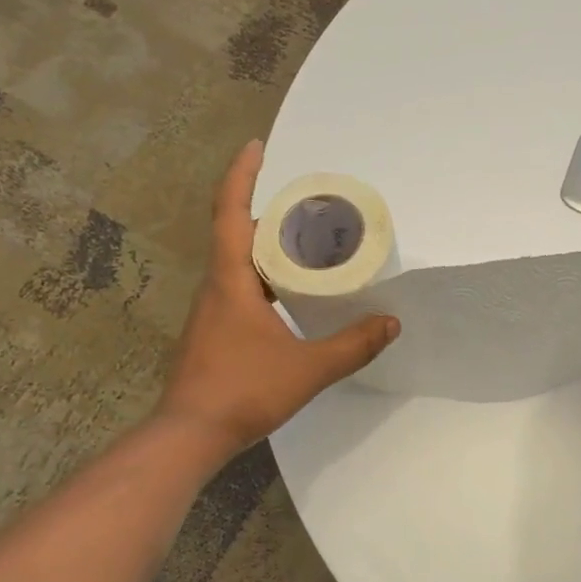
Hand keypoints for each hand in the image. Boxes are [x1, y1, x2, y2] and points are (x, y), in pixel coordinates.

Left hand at [157, 141, 398, 456]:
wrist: (190, 435)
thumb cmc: (243, 391)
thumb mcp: (308, 368)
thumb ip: (353, 346)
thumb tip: (390, 323)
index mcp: (231, 280)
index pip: (230, 212)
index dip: (242, 175)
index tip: (256, 146)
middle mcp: (215, 287)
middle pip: (234, 232)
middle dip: (264, 209)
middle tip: (303, 202)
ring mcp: (210, 312)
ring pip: (235, 263)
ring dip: (263, 244)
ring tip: (302, 241)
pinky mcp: (212, 333)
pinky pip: (237, 288)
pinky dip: (261, 276)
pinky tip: (286, 294)